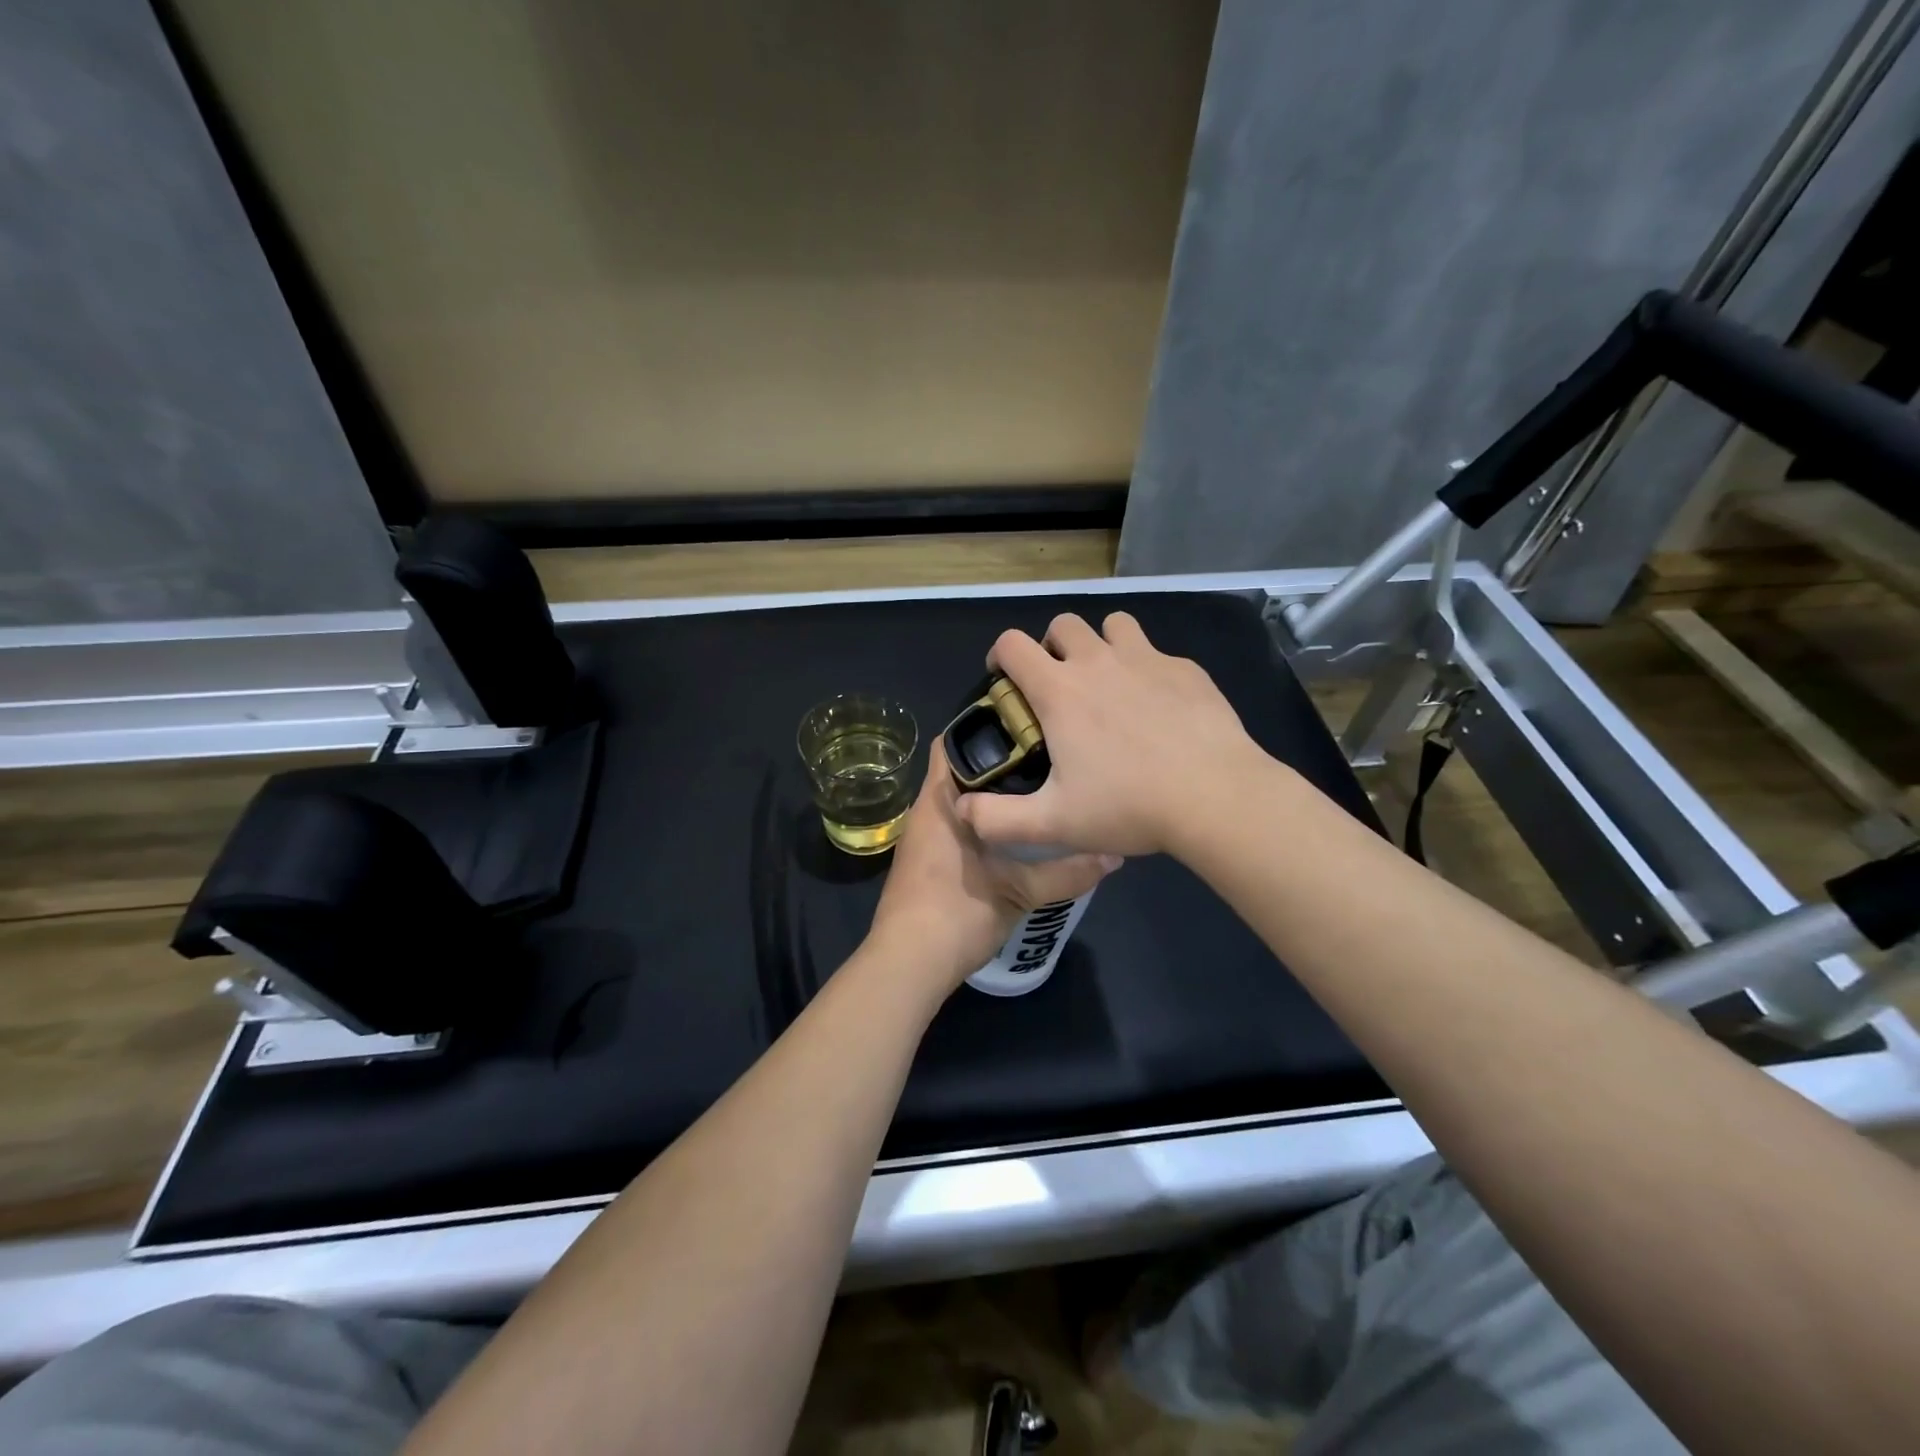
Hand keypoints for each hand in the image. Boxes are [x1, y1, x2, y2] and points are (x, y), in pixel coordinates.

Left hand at [867, 738, 1117, 991]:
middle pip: (958, 772)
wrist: (907, 966)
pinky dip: (979, 824)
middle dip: (996, 764)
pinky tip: (1012, 836)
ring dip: (988, 797)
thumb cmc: (957, 914)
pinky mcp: (923, 864)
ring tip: (1035, 791)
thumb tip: (1115, 856)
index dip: (982, 728)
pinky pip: (953, 828)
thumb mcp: (1020, 892)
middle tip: (1043, 759)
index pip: (950, 743)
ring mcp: (920, 840)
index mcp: (938, 802)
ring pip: (957, 803)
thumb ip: (1067, 872)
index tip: (1023, 726)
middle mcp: (924, 812)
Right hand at [957, 612, 1269, 858]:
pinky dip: (1146, 668)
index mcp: (1060, 691)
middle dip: (1051, 646)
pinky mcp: (1186, 669)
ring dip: (1101, 644)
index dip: (1000, 655)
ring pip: (1112, 625)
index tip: (1004, 679)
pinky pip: (1156, 652)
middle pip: (1063, 624)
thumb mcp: (1053, 824)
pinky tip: (1158, 707)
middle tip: (1058, 686)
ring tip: (1107, 682)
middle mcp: (1098, 662)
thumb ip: (998, 819)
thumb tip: (962, 809)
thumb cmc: (1128, 806)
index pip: (1013, 644)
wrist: (1215, 797)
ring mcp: (1146, 660)